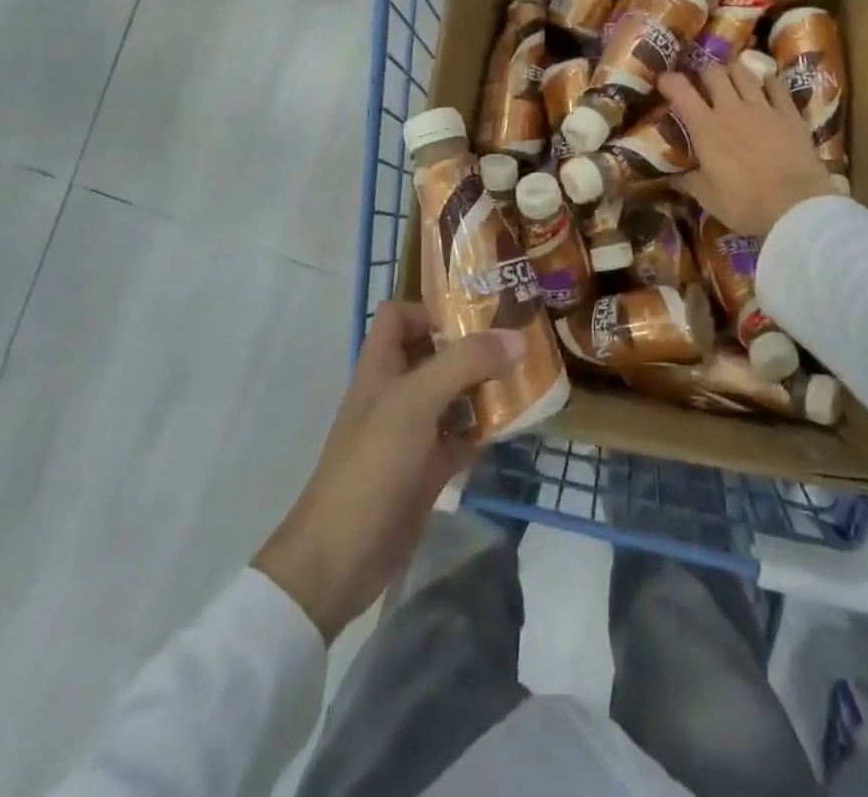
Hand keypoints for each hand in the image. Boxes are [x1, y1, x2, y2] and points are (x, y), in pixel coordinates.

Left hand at [253, 301, 522, 639]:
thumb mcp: (416, 402)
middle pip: (435, 353)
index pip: (399, 316)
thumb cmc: (372, 465)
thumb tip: (517, 337)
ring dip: (485, 386)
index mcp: (381, 367)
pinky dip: (485, 428)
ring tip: (526, 376)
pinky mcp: (427, 467)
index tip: (476, 314)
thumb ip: (465, 363)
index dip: (431, 309)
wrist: (341, 558)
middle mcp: (396, 392)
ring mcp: (412, 432)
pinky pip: (462, 435)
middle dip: (473, 346)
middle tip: (519, 340)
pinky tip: (514, 424)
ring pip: (453, 394)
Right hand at [659, 60, 837, 237]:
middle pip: (713, 72)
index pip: (680, 90)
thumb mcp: (708, 198)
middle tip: (703, 84)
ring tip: (732, 80)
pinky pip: (777, 85)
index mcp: (705, 128)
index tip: (664, 81)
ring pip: (744, 72)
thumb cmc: (745, 204)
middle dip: (704, 73)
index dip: (669, 80)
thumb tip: (675, 177)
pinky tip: (766, 86)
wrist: (795, 206)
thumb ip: (689, 181)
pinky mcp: (789, 113)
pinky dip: (768, 82)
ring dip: (733, 72)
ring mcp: (763, 107)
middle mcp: (731, 108)